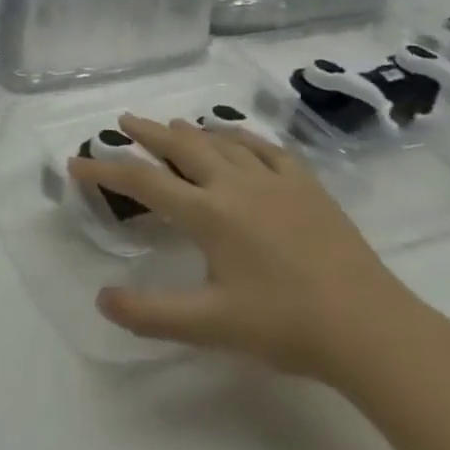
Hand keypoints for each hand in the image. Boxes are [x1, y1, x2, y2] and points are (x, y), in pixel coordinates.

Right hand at [70, 115, 423, 382]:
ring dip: (190, 131)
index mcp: (208, 213)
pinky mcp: (306, 186)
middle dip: (147, 132)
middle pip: (181, 146)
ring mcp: (274, 180)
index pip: (143, 182)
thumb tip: (101, 299)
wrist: (372, 329)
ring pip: (221, 142)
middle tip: (124, 121)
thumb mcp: (210, 326)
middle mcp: (234, 184)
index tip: (77, 163)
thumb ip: (151, 313)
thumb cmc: (286, 326)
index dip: (105, 170)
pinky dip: (241, 137)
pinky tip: (236, 138)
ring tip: (172, 126)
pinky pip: (265, 148)